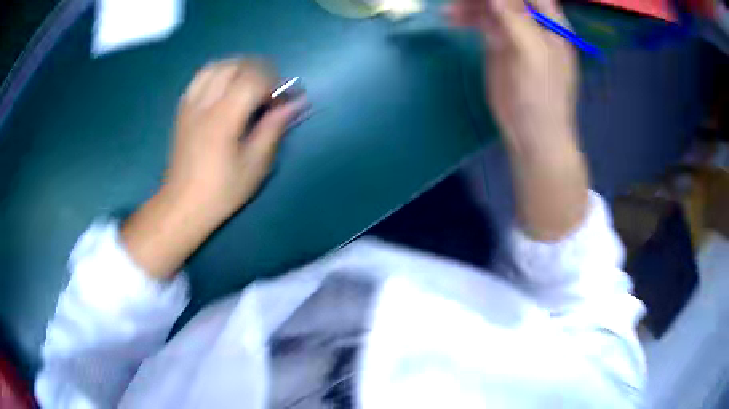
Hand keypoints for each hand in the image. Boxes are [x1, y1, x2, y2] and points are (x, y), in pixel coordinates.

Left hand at [168, 58, 303, 221]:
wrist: (183, 203)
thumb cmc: (222, 190)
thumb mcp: (255, 164)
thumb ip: (275, 127)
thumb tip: (298, 102)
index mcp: (223, 118)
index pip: (254, 79)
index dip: (275, 83)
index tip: (284, 101)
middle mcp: (204, 103)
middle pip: (235, 66)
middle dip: (260, 71)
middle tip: (270, 92)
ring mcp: (190, 104)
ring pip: (217, 66)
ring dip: (239, 68)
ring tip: (251, 85)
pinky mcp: (183, 109)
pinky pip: (202, 77)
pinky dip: (220, 73)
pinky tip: (227, 88)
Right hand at [447, 0, 575, 149]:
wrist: (531, 133)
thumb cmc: (543, 96)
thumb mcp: (534, 55)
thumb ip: (517, 20)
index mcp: (551, 22)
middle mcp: (532, 21)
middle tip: (461, 1)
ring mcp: (513, 31)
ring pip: (490, 4)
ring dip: (470, 3)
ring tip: (450, 11)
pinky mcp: (497, 43)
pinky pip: (480, 20)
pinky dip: (465, 16)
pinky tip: (451, 18)